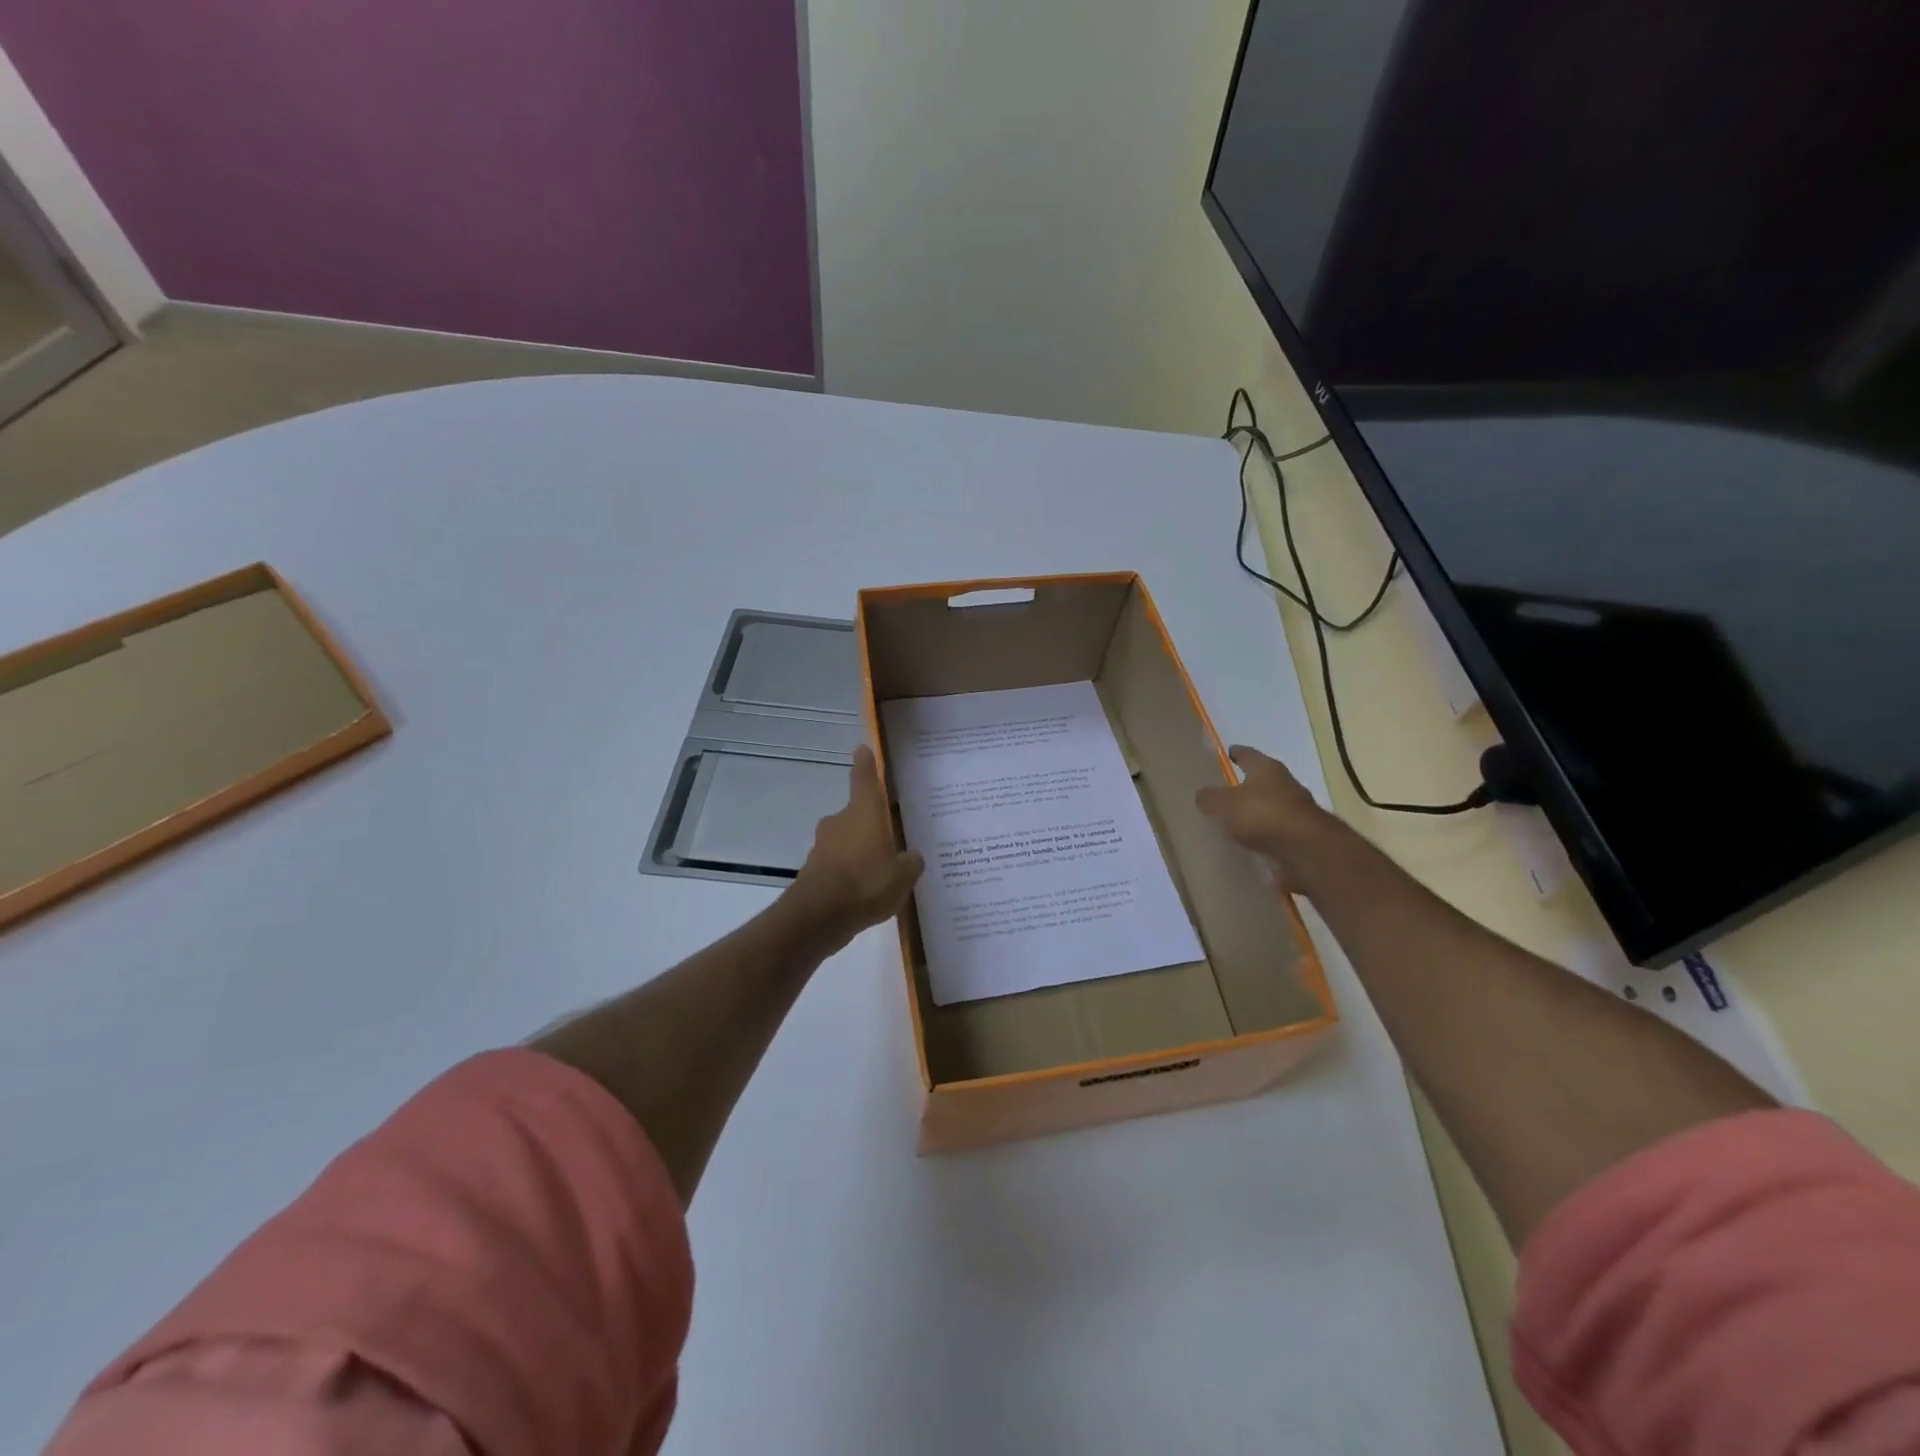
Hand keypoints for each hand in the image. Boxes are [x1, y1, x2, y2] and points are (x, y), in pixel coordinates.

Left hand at [790, 745, 924, 943]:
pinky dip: (850, 875)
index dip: (866, 764)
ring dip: (861, 852)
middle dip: (872, 825)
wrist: (819, 916)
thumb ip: (910, 862)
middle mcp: (840, 822)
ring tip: (883, 874)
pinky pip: (839, 866)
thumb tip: (910, 857)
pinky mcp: (814, 871)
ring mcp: (823, 846)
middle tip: (893, 839)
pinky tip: (866, 895)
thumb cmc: (867, 882)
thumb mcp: (903, 874)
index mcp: (863, 812)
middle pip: (858, 815)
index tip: (862, 749)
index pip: (864, 778)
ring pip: (847, 842)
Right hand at [1195, 745, 1336, 891]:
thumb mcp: (1223, 804)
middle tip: (1225, 791)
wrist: (1306, 850)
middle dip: (1246, 785)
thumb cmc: (1262, 815)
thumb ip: (1209, 798)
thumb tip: (1202, 795)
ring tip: (1234, 822)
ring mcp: (1296, 811)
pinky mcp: (1300, 836)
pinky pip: (1274, 831)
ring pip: (1269, 807)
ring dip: (1255, 812)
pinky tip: (1248, 843)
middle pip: (1261, 780)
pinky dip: (1263, 835)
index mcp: (1267, 769)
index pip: (1248, 754)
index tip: (1227, 753)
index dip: (1236, 753)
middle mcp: (1285, 784)